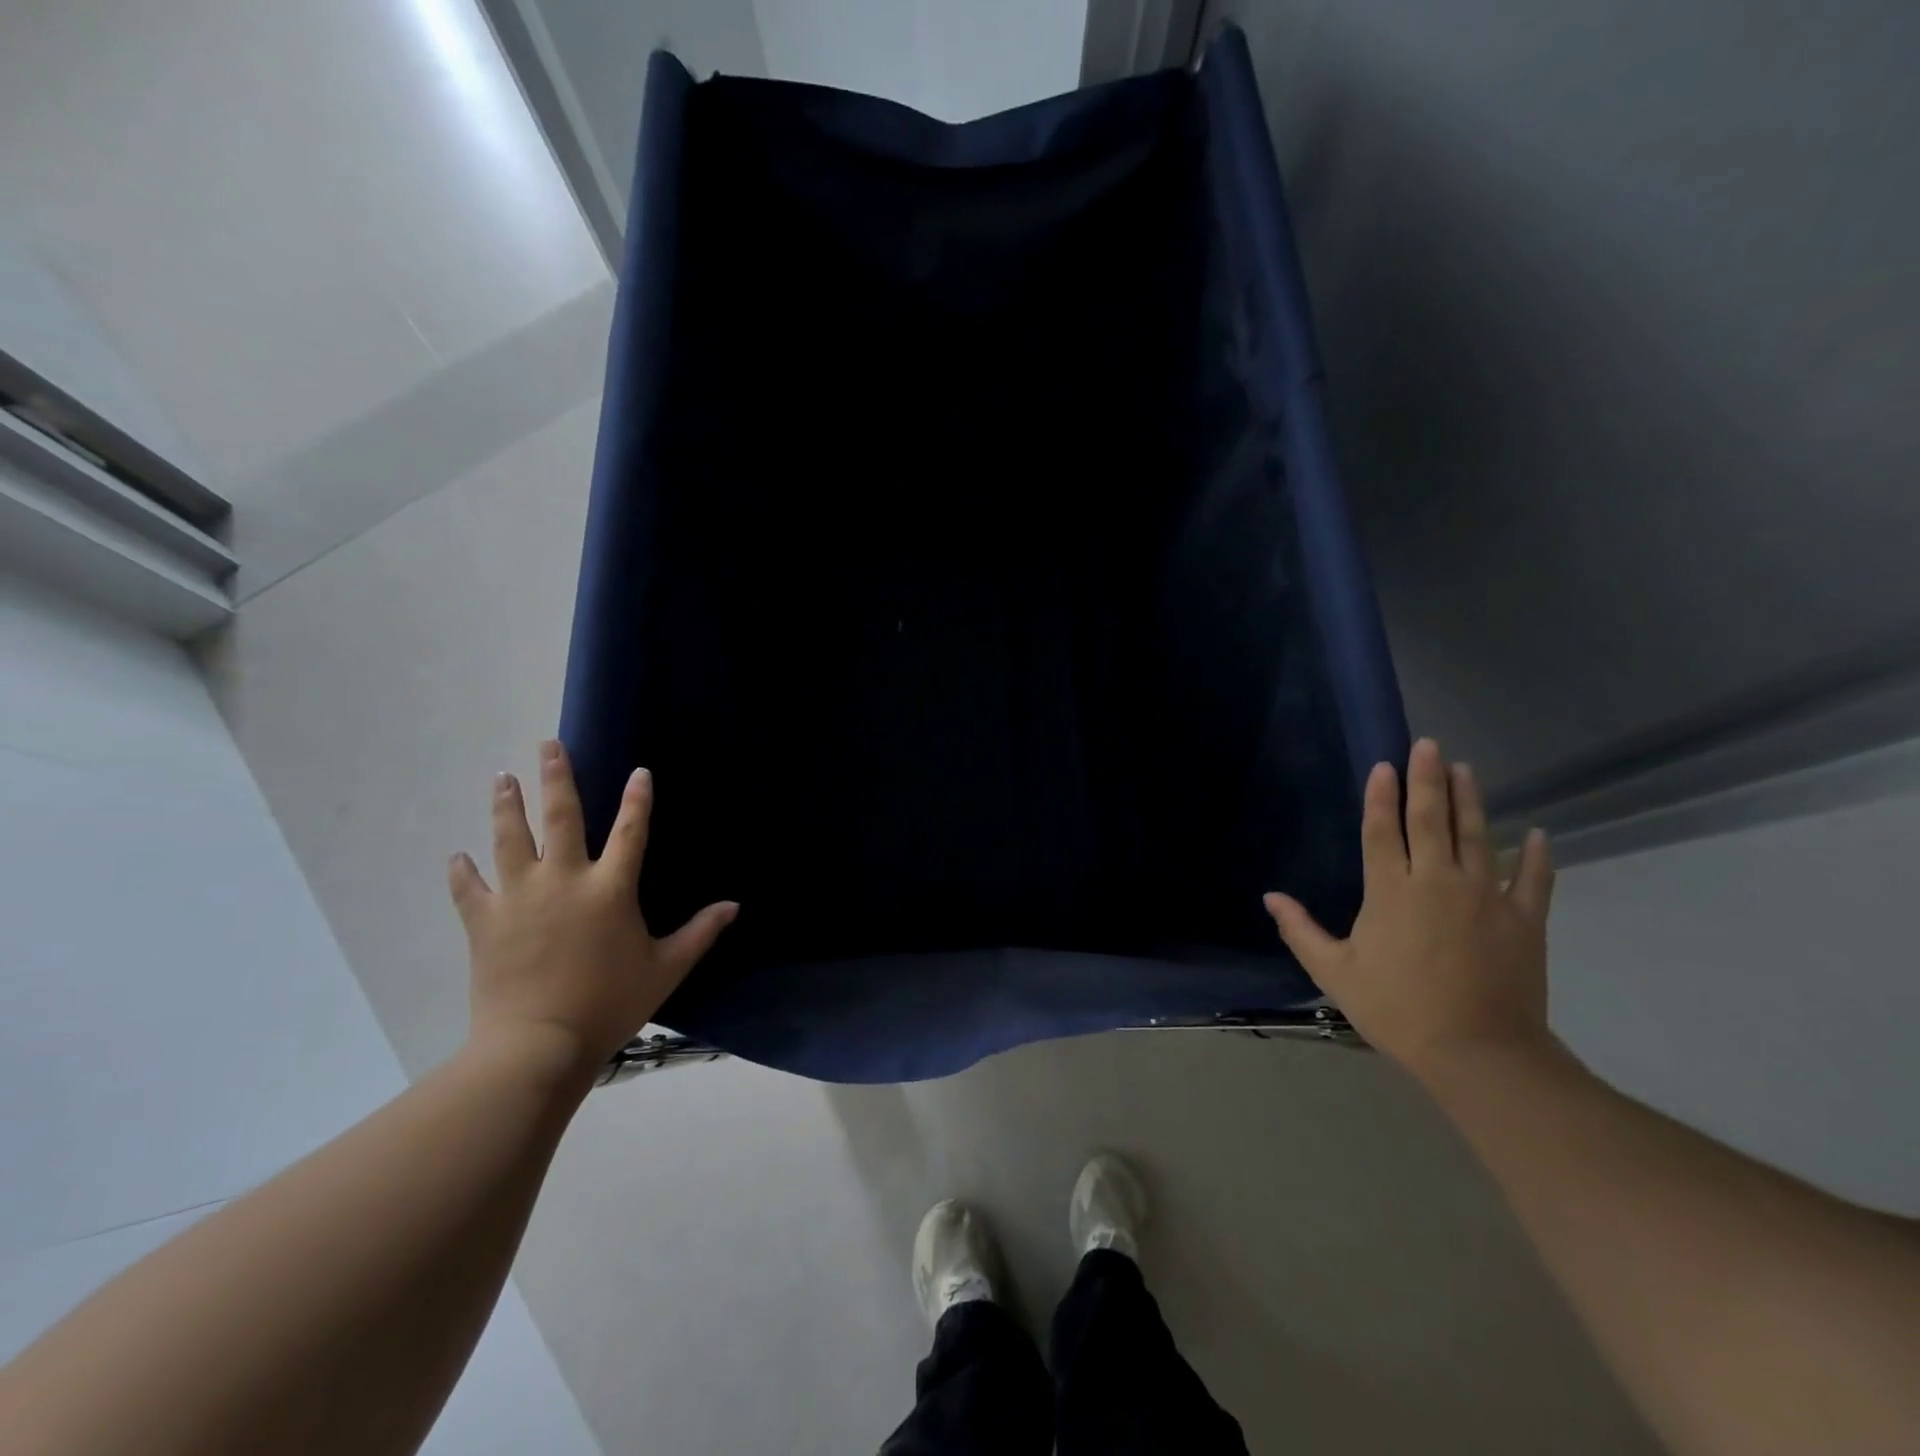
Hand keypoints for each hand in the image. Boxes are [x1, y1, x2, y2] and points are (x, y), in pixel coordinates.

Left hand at [448, 740, 736, 1076]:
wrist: (537, 1044)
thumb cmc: (609, 1004)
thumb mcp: (665, 969)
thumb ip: (700, 933)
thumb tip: (734, 906)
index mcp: (611, 889)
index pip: (630, 831)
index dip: (637, 799)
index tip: (638, 771)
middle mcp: (564, 880)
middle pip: (560, 817)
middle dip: (555, 777)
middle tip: (548, 745)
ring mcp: (519, 897)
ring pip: (509, 839)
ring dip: (506, 805)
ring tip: (502, 778)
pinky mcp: (484, 922)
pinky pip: (469, 889)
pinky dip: (463, 872)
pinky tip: (458, 858)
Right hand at [1264, 738, 1555, 1084]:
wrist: (1478, 1053)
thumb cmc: (1397, 1009)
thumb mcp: (1334, 972)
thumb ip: (1300, 930)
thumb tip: (1269, 896)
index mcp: (1391, 891)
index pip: (1383, 830)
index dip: (1381, 795)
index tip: (1385, 765)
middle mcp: (1438, 881)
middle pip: (1431, 820)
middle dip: (1428, 779)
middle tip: (1429, 744)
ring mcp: (1487, 896)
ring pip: (1478, 836)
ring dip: (1471, 800)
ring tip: (1466, 768)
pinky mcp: (1525, 919)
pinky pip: (1534, 878)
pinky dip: (1537, 855)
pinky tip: (1538, 833)